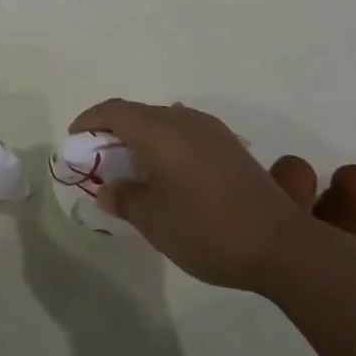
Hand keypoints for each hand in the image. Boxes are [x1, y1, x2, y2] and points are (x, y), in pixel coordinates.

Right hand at [69, 100, 355, 293]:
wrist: (280, 244)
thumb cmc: (205, 228)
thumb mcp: (152, 219)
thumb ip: (124, 198)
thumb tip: (108, 188)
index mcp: (157, 129)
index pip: (113, 111)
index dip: (90, 120)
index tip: (75, 138)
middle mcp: (182, 118)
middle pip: (138, 113)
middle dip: (115, 131)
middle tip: (101, 160)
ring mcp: (211, 130)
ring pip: (164, 122)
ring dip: (144, 138)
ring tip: (135, 168)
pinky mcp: (231, 147)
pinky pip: (186, 134)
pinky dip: (168, 146)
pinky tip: (172, 175)